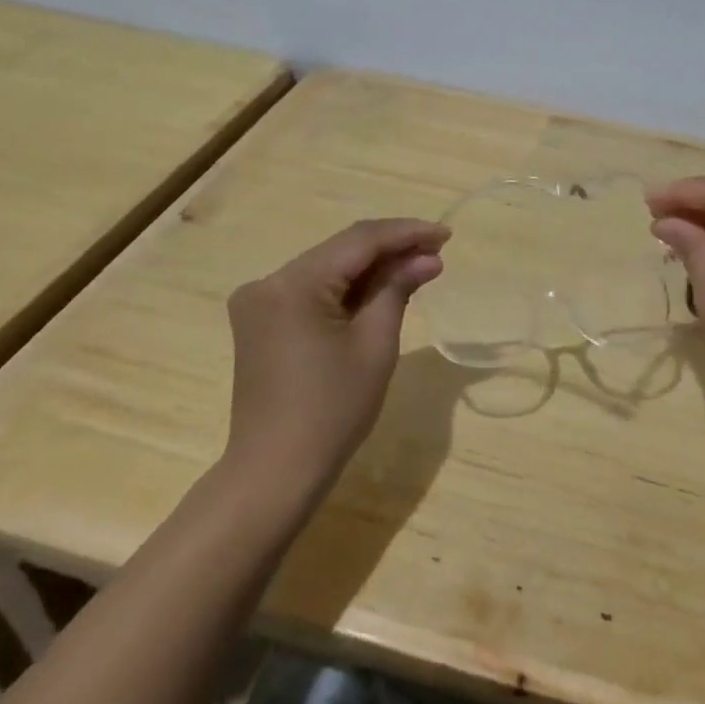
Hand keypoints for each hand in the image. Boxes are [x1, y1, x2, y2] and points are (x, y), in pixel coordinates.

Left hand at [224, 218, 447, 495]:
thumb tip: (427, 258)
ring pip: (326, 270)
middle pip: (340, 252)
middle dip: (390, 250)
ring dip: (370, 269)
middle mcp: (268, 282)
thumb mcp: (375, 345)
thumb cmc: (333, 410)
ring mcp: (259, 302)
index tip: (445, 234)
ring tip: (418, 268)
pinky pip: (311, 292)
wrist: (276, 470)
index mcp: (292, 284)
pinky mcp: (260, 322)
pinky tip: (380, 291)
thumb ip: (397, 289)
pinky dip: (347, 290)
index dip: (405, 233)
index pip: (358, 241)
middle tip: (437, 253)